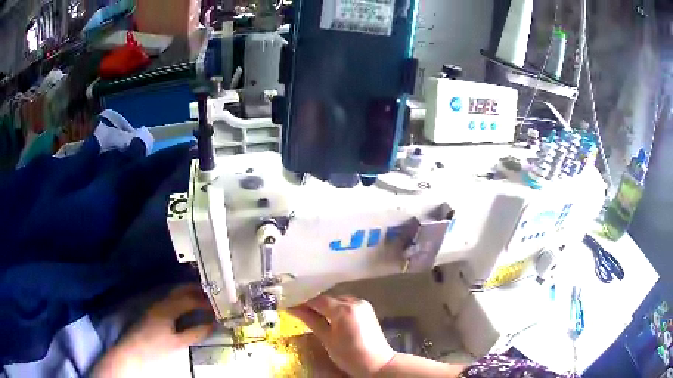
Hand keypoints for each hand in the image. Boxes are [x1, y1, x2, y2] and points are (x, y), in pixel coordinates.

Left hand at [92, 285, 213, 376]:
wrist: (134, 348)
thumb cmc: (156, 346)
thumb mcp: (178, 342)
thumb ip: (195, 333)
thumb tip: (213, 325)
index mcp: (169, 308)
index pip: (190, 300)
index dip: (205, 302)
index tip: (217, 305)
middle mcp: (162, 302)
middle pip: (181, 290)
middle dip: (197, 291)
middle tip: (211, 296)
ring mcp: (157, 304)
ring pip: (176, 293)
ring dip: (189, 294)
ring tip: (203, 300)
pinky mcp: (155, 309)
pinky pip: (172, 299)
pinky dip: (182, 299)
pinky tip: (187, 307)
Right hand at [289, 295, 394, 376]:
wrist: (377, 364)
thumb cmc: (349, 355)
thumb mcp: (327, 339)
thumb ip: (311, 320)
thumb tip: (293, 308)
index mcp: (343, 309)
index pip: (317, 300)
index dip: (302, 302)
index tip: (288, 305)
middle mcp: (354, 301)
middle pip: (328, 298)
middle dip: (313, 303)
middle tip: (297, 310)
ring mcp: (363, 304)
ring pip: (337, 300)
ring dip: (325, 306)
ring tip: (310, 314)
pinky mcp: (367, 309)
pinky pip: (347, 304)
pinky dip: (336, 308)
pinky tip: (328, 316)